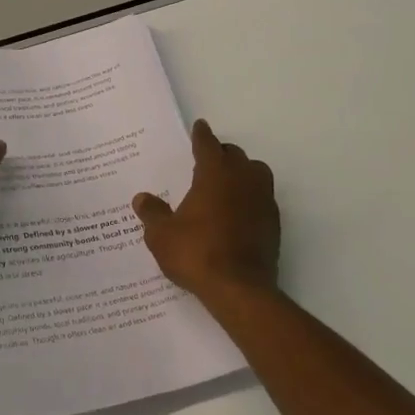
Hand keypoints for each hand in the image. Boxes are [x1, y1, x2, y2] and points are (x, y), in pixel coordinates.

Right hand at [133, 120, 280, 300]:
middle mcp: (243, 178)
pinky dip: (250, 197)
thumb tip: (142, 198)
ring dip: (241, 172)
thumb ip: (152, 213)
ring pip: (255, 172)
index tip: (200, 126)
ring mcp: (263, 200)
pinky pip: (262, 198)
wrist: (239, 288)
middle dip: (221, 154)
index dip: (201, 135)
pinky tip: (237, 211)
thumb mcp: (162, 235)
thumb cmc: (196, 253)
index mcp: (215, 173)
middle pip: (234, 155)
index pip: (208, 145)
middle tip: (206, 160)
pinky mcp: (273, 222)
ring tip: (225, 183)